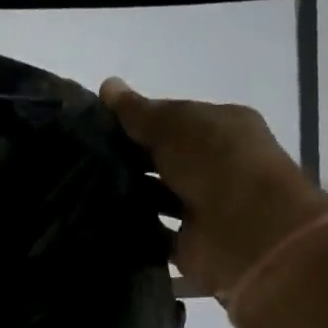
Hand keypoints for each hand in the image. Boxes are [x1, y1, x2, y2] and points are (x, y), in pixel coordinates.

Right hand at [100, 77, 327, 297]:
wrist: (246, 229)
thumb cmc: (215, 161)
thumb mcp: (173, 123)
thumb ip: (138, 110)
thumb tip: (107, 84)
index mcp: (221, 128)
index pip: (174, 120)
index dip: (137, 122)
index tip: (96, 127)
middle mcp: (215, 166)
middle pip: (163, 160)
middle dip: (127, 160)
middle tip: (80, 160)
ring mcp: (203, 207)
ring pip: (156, 198)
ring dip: (126, 197)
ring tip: (80, 192)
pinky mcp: (189, 244)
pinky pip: (153, 236)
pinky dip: (131, 232)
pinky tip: (98, 223)